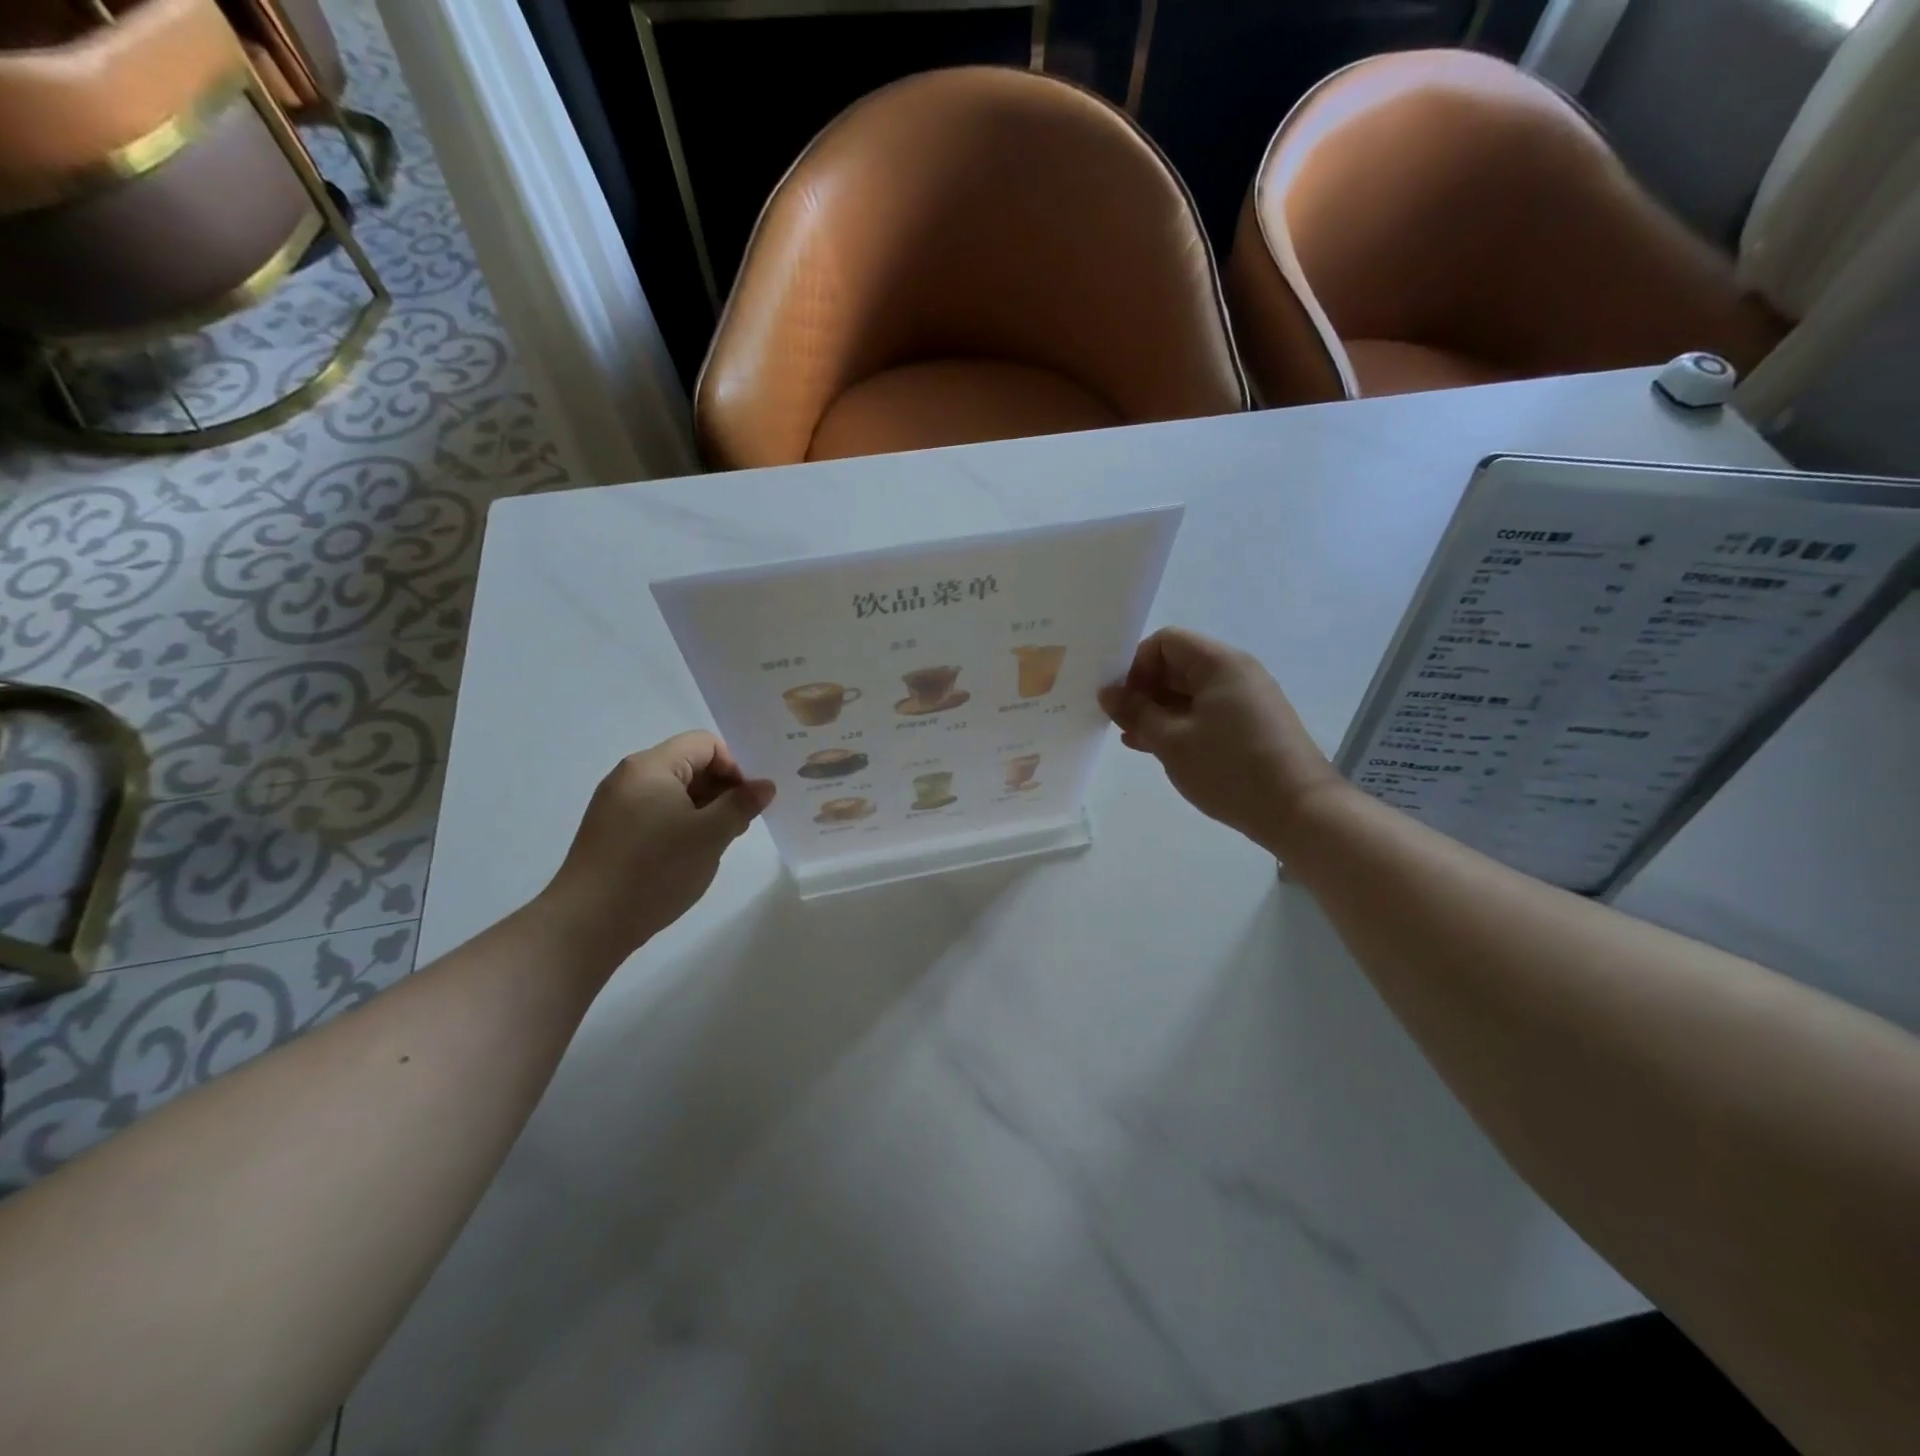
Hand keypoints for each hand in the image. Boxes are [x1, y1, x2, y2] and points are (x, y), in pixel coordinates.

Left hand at [538, 732, 774, 964]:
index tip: (745, 803)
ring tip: (715, 844)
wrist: (587, 923)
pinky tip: (687, 856)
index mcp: (651, 766)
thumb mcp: (711, 835)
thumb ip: (741, 805)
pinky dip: (679, 825)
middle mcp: (629, 777)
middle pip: (689, 765)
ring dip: (702, 810)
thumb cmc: (656, 869)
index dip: (734, 767)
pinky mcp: (610, 832)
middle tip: (738, 826)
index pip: (705, 744)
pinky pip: (655, 813)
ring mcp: (616, 805)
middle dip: (721, 790)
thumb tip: (765, 785)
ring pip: (673, 792)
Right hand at [1099, 627, 1346, 854]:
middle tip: (1119, 721)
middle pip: (1178, 665)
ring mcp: (1246, 700)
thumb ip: (1136, 711)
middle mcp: (1236, 673)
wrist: (1299, 811)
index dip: (1136, 665)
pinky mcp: (1250, 726)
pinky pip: (1205, 713)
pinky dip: (1179, 725)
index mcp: (1220, 664)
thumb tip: (1108, 692)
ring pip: (1189, 693)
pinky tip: (1155, 747)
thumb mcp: (1172, 740)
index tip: (1119, 699)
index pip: (1166, 642)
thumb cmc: (1230, 769)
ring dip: (1158, 711)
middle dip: (1144, 690)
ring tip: (1132, 738)